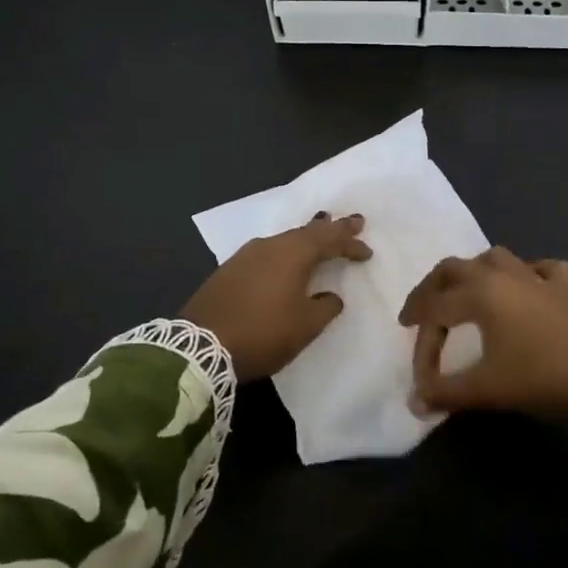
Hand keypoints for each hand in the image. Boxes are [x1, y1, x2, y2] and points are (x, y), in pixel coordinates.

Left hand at [181, 213, 372, 382]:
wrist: (200, 346)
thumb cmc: (263, 333)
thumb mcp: (305, 326)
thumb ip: (325, 307)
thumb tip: (331, 296)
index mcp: (293, 254)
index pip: (329, 239)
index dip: (350, 243)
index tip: (367, 251)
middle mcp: (269, 246)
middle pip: (306, 232)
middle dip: (330, 228)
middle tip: (351, 221)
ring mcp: (245, 256)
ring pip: (284, 240)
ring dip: (305, 239)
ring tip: (319, 233)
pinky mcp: (229, 270)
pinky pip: (266, 253)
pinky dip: (284, 253)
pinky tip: (284, 260)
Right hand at [398, 246, 567, 460]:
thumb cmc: (543, 379)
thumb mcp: (488, 389)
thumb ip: (446, 393)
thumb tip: (414, 401)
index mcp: (480, 293)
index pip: (434, 311)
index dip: (421, 343)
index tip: (421, 378)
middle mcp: (504, 275)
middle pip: (453, 269)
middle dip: (430, 291)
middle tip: (418, 315)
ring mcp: (537, 278)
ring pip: (493, 258)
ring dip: (471, 274)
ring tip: (462, 296)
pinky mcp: (566, 288)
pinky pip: (539, 269)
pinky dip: (525, 274)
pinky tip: (524, 288)